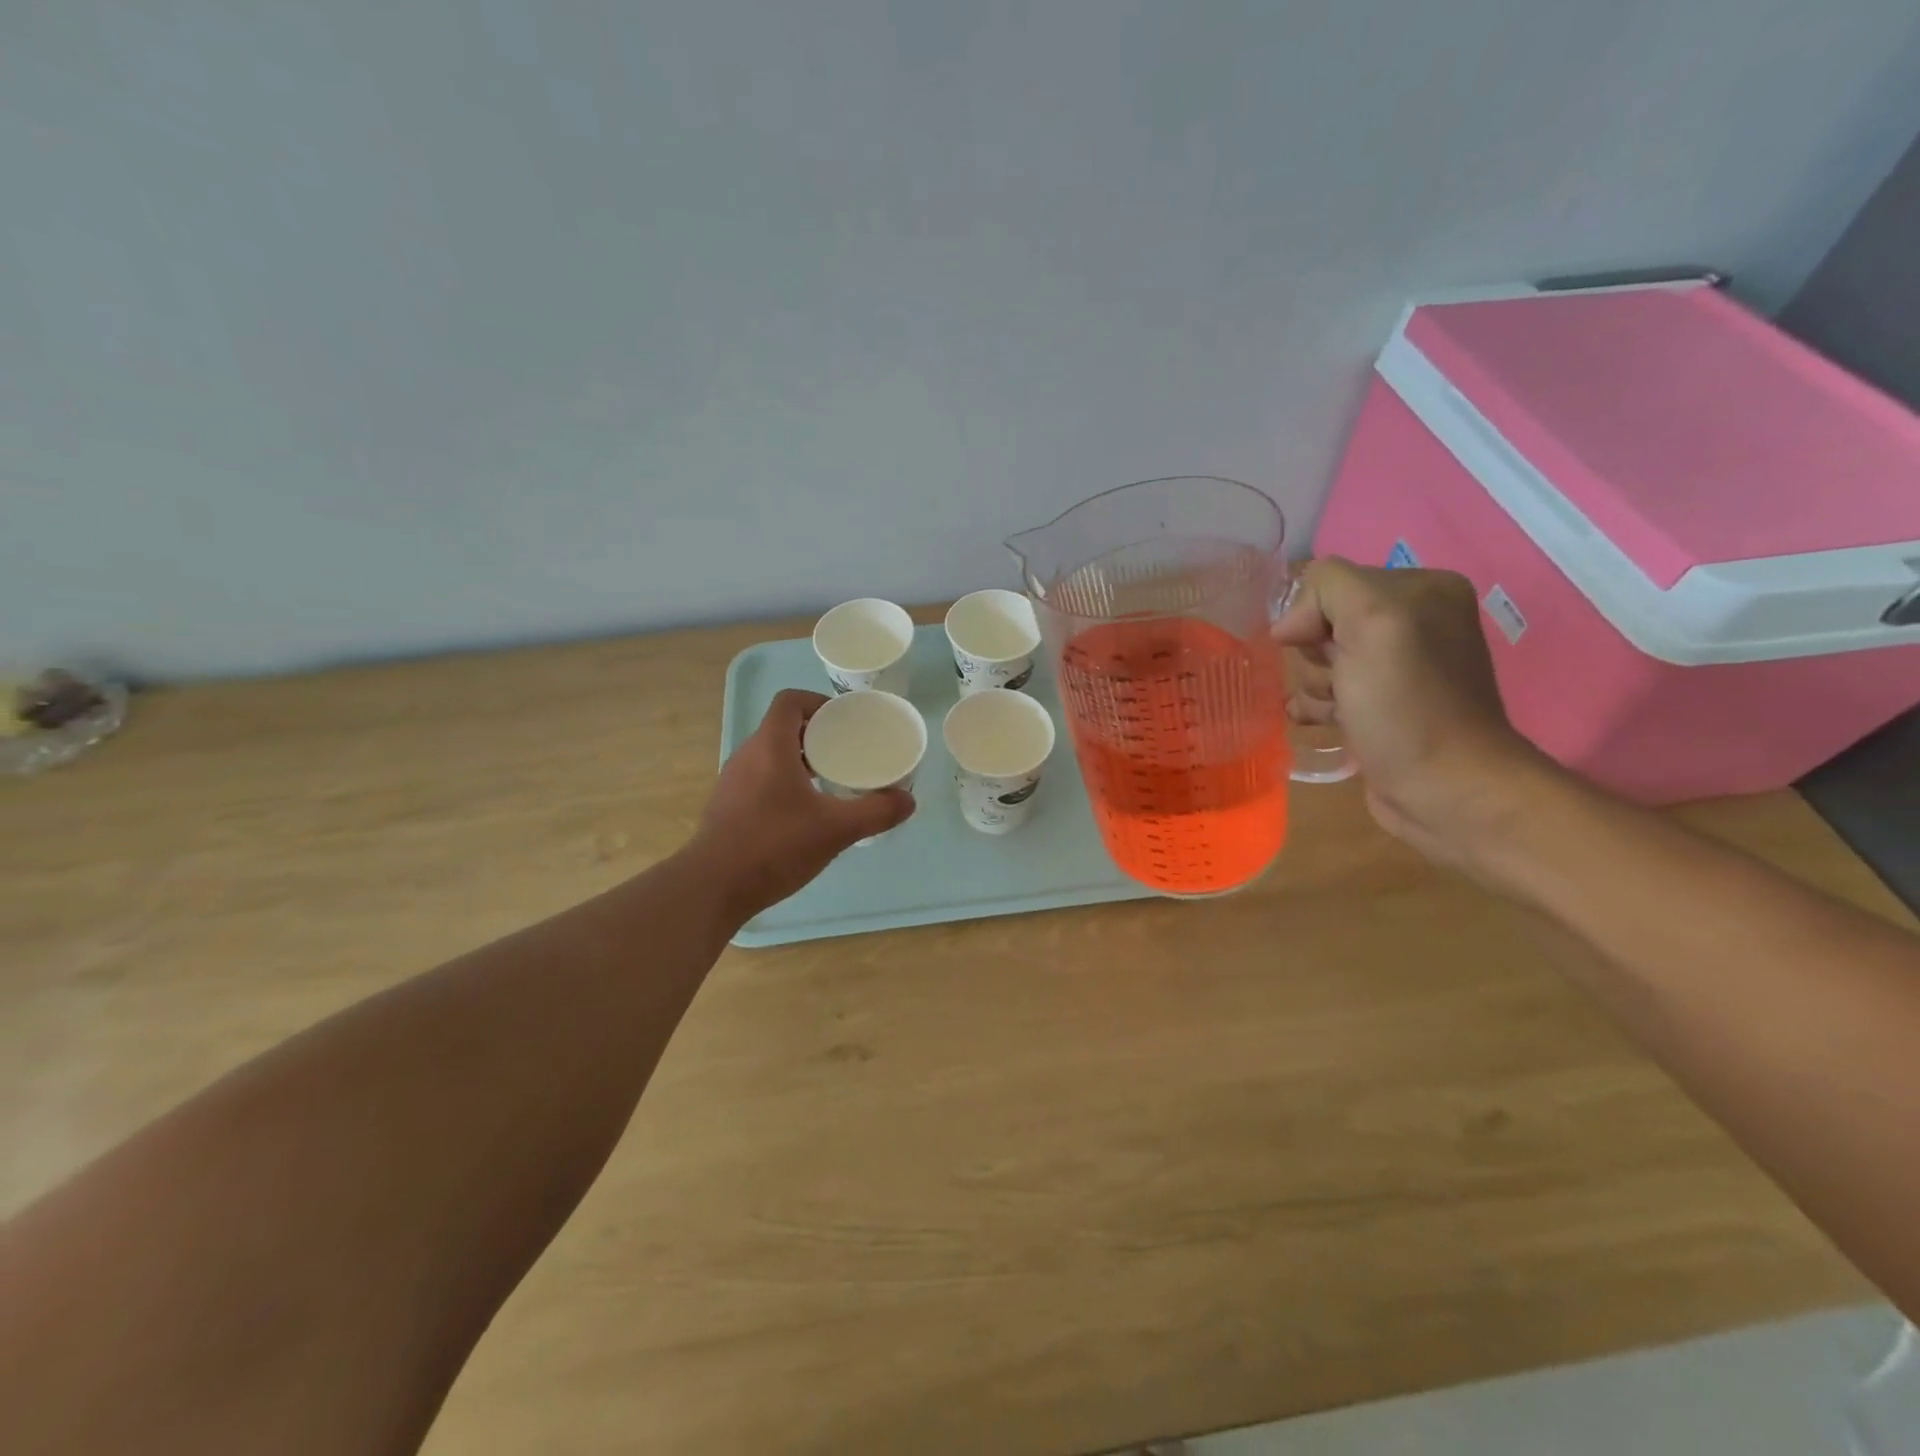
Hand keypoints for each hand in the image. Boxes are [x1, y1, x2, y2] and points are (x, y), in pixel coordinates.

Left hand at [689, 689, 914, 920]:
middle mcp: (748, 755)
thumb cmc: (774, 846)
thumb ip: (876, 812)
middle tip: (846, 751)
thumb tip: (908, 801)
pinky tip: (804, 813)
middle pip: (782, 727)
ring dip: (799, 759)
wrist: (713, 887)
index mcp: (770, 746)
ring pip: (770, 755)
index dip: (818, 702)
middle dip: (815, 734)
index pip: (790, 701)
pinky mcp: (727, 807)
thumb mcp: (835, 829)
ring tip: (830, 780)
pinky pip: (760, 779)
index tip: (843, 721)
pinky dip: (784, 782)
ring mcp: (733, 782)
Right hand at [1273, 558, 1549, 869]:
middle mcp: (1413, 620)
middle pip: (1322, 623)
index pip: (1331, 583)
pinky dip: (1316, 706)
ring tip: (1338, 712)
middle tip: (1340, 686)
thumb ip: (1329, 589)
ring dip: (1314, 687)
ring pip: (1318, 661)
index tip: (1327, 654)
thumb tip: (1289, 626)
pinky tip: (1324, 724)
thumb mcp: (1373, 622)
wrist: (1445, 790)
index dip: (1314, 619)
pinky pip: (1327, 691)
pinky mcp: (1381, 705)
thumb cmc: (1407, 706)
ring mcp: (1397, 667)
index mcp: (1422, 588)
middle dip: (1316, 656)